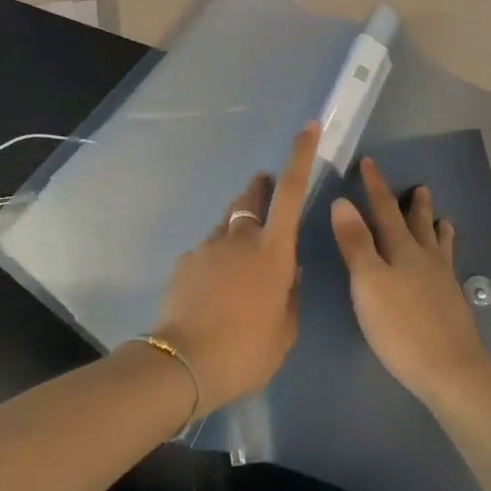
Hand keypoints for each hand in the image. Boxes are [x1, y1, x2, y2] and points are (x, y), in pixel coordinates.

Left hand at [149, 124, 318, 412]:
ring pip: (228, 223)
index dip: (300, 156)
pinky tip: (214, 288)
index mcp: (273, 251)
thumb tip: (287, 273)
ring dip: (238, 227)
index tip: (308, 126)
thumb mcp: (284, 331)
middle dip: (260, 188)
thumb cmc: (245, 351)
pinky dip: (217, 257)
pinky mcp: (185, 260)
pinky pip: (208, 248)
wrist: (182, 364)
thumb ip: (289, 295)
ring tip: (240, 258)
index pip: (291, 192)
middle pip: (252, 198)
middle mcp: (240, 238)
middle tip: (264, 188)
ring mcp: (208, 246)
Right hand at [330, 158, 490, 406]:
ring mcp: (443, 284)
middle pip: (419, 225)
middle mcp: (426, 260)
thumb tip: (342, 201)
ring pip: (439, 247)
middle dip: (414, 206)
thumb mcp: (368, 282)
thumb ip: (355, 243)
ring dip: (437, 230)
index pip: (385, 210)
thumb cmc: (401, 326)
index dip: (375, 187)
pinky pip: (448, 270)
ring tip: (444, 220)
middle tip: (420, 188)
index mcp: (402, 250)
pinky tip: (448, 271)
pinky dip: (446, 259)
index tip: (369, 163)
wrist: (451, 372)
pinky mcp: (453, 307)